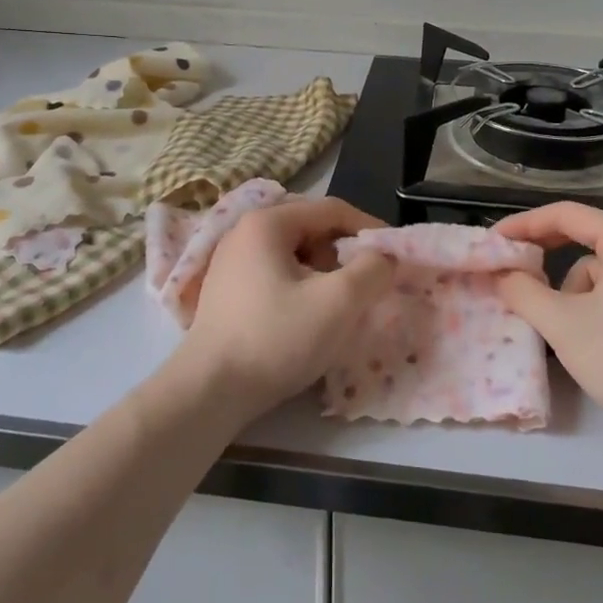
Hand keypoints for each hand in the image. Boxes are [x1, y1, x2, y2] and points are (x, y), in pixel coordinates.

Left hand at [176, 197, 394, 421]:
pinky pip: (274, 275)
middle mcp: (244, 231)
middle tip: (362, 286)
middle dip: (343, 255)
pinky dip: (299, 288)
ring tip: (334, 308)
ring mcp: (230, 262)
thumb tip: (384, 257)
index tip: (393, 255)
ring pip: (294, 255)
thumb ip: (371, 270)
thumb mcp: (337, 302)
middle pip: (311, 230)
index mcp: (267, 222)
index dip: (368, 228)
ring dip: (322, 275)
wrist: (208, 392)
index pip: (331, 210)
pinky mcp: (226, 291)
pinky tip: (304, 320)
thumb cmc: (276, 338)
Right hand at [493, 202, 602, 440]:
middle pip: (582, 238)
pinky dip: (592, 307)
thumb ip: (523, 291)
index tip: (492, 242)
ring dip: (570, 293)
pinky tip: (591, 342)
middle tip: (510, 274)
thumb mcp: (564, 325)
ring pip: (596, 271)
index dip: (524, 225)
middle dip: (545, 259)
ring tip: (564, 332)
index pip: (565, 214)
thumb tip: (500, 273)